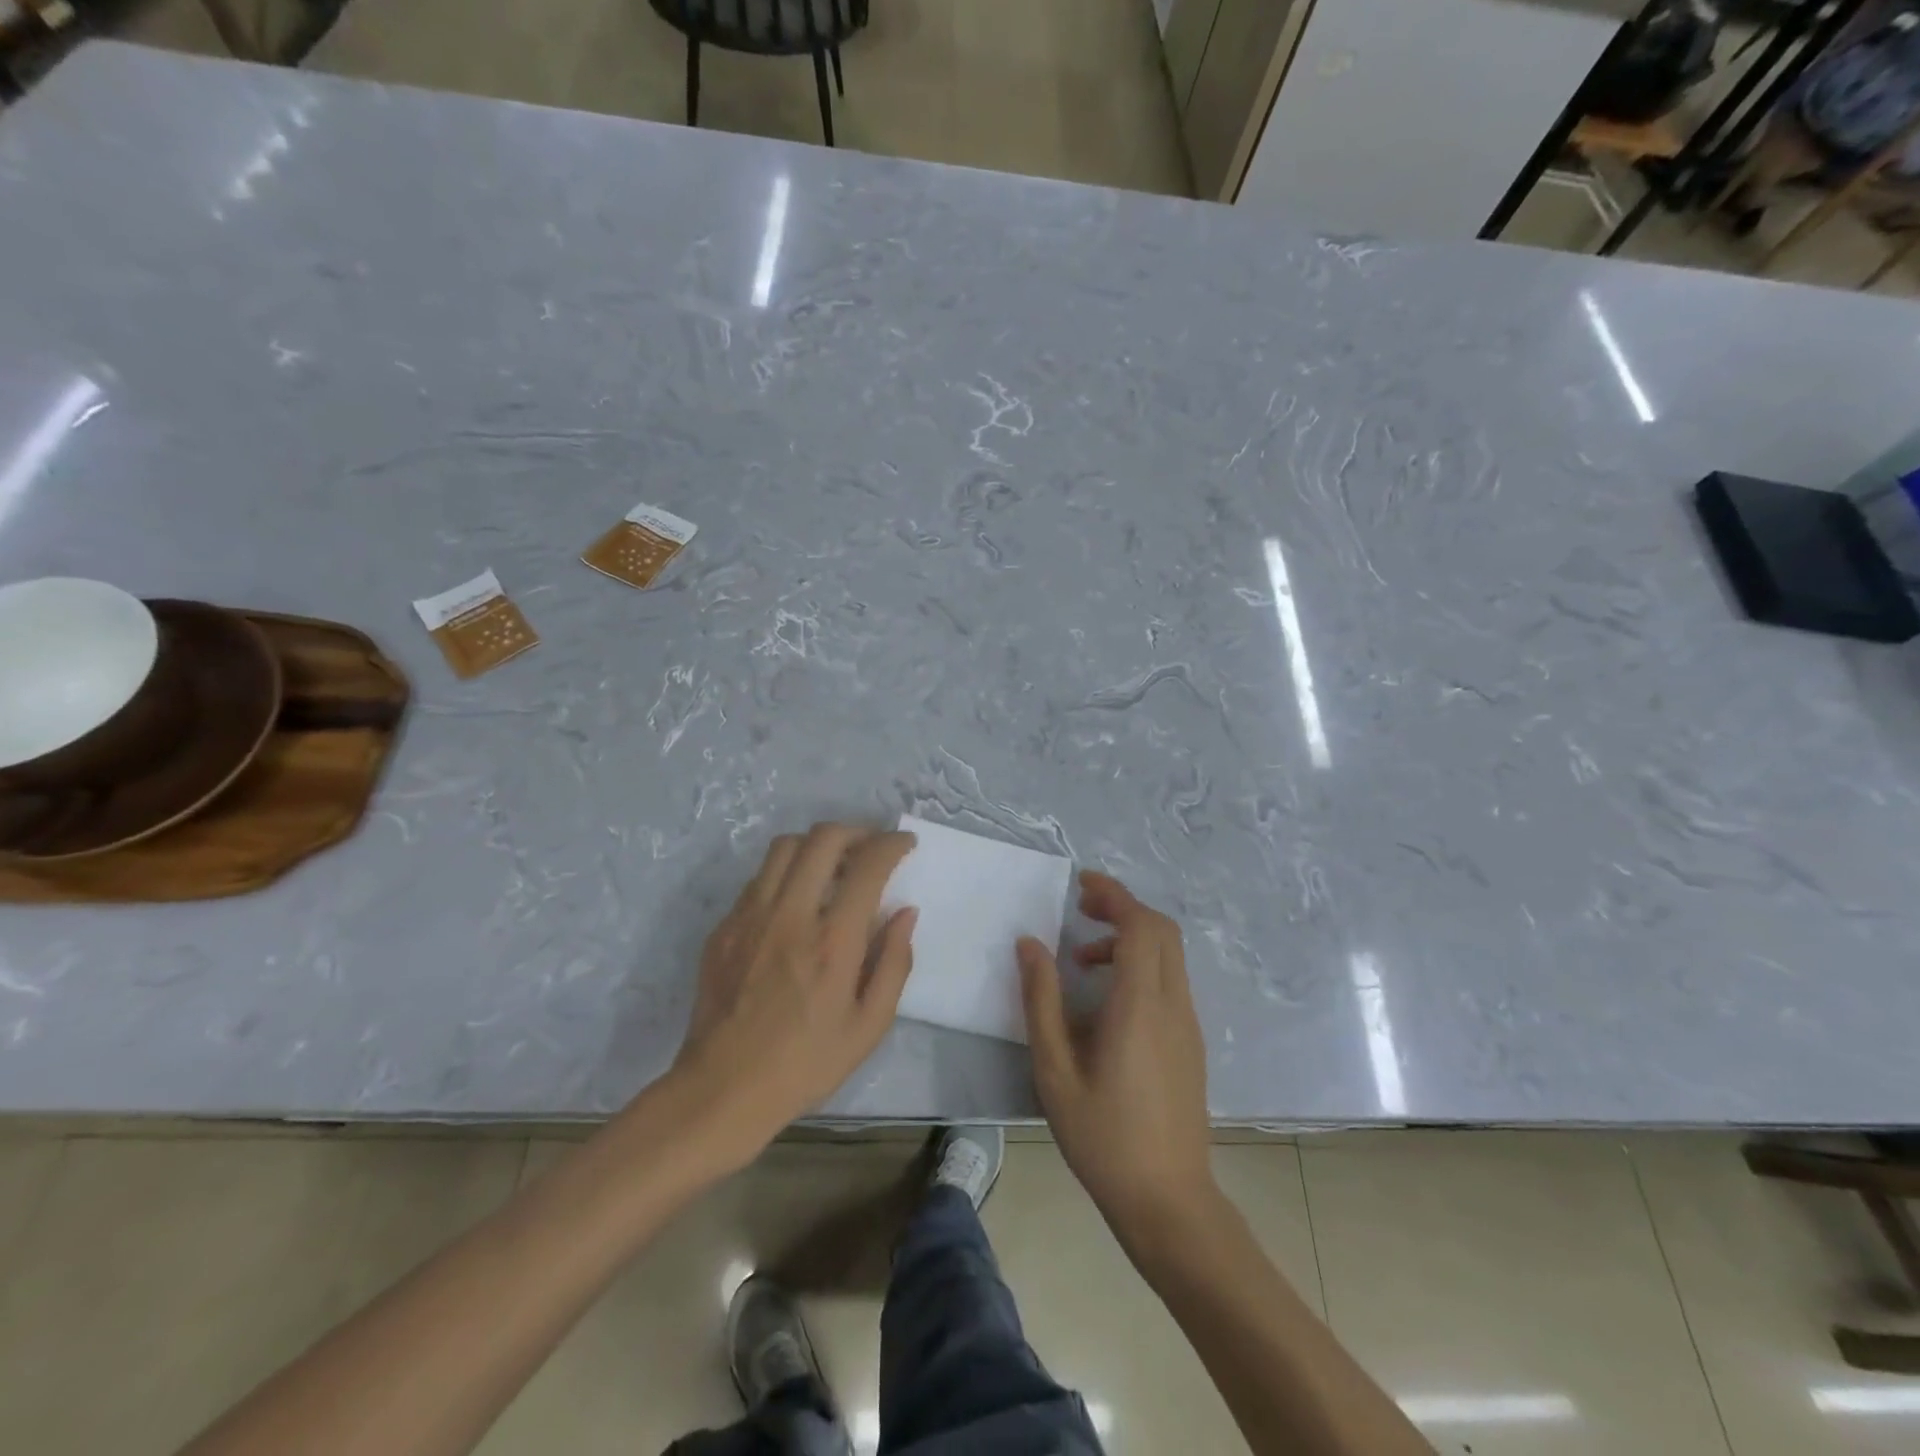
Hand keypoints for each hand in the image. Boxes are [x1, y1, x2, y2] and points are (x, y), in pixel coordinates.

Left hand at [672, 823, 916, 1158]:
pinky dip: (786, 873)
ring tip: (833, 865)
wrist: (723, 1090)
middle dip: (856, 831)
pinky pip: (758, 878)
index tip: (904, 844)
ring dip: (817, 844)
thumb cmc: (806, 1064)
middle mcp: (790, 914)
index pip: (868, 865)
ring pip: (784, 847)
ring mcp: (750, 916)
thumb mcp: (869, 1026)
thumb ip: (894, 962)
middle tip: (871, 846)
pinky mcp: (724, 927)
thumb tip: (905, 912)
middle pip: (823, 838)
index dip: (892, 844)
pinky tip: (796, 900)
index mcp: (832, 941)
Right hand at [1019, 872, 1215, 1249]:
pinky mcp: (1191, 1042)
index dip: (1113, 894)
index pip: (1139, 925)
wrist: (1168, 1201)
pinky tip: (1107, 997)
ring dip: (1131, 937)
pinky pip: (1171, 980)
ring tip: (1083, 960)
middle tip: (1081, 911)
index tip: (1081, 884)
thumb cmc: (1103, 1136)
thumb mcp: (1055, 1069)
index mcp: (1140, 1005)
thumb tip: (1029, 943)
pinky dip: (1142, 963)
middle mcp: (1173, 1004)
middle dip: (1123, 907)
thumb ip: (1041, 1000)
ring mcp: (1188, 1023)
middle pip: (1162, 930)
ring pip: (1169, 954)